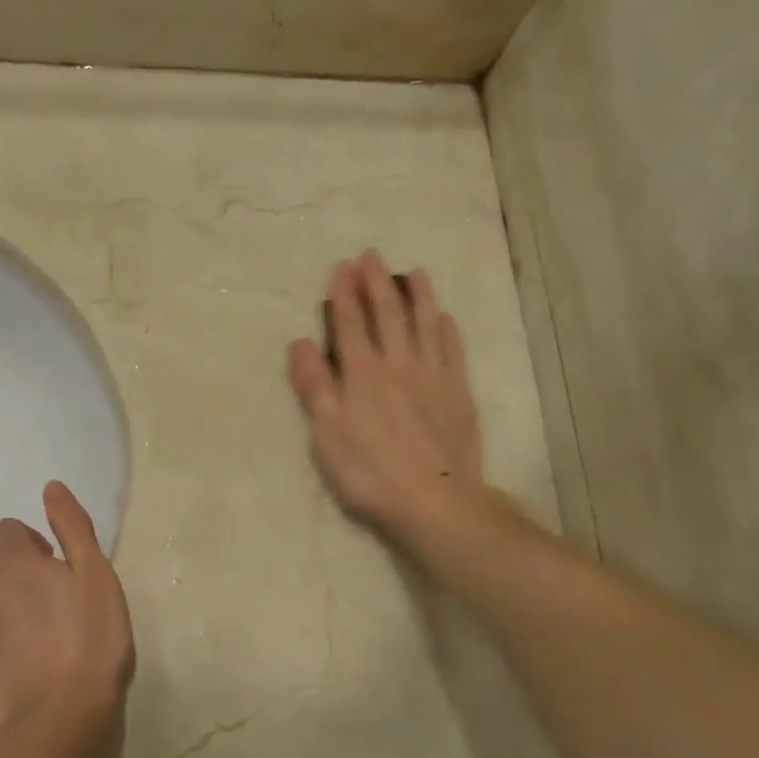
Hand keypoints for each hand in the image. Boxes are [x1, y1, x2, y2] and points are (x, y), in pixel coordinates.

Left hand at [0, 480, 134, 745]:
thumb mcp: (98, 578)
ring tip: (15, 632)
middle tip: (33, 599)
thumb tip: (51, 487)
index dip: (30, 544)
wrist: (58, 720)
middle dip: (1, 567)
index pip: (7, 529)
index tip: (52, 569)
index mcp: (16, 561)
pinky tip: (1, 663)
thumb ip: (73, 528)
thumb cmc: (90, 644)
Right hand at [287, 251, 486, 537]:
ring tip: (413, 272)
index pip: (349, 324)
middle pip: (387, 314)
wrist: (434, 500)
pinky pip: (452, 349)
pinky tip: (443, 317)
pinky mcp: (458, 392)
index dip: (343, 294)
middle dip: (376, 283)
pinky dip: (445, 329)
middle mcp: (399, 364)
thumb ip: (314, 385)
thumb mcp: (327, 434)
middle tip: (371, 256)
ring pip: (425, 323)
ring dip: (417, 295)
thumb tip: (300, 342)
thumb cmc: (370, 473)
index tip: (341, 267)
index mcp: (362, 374)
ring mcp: (433, 376)